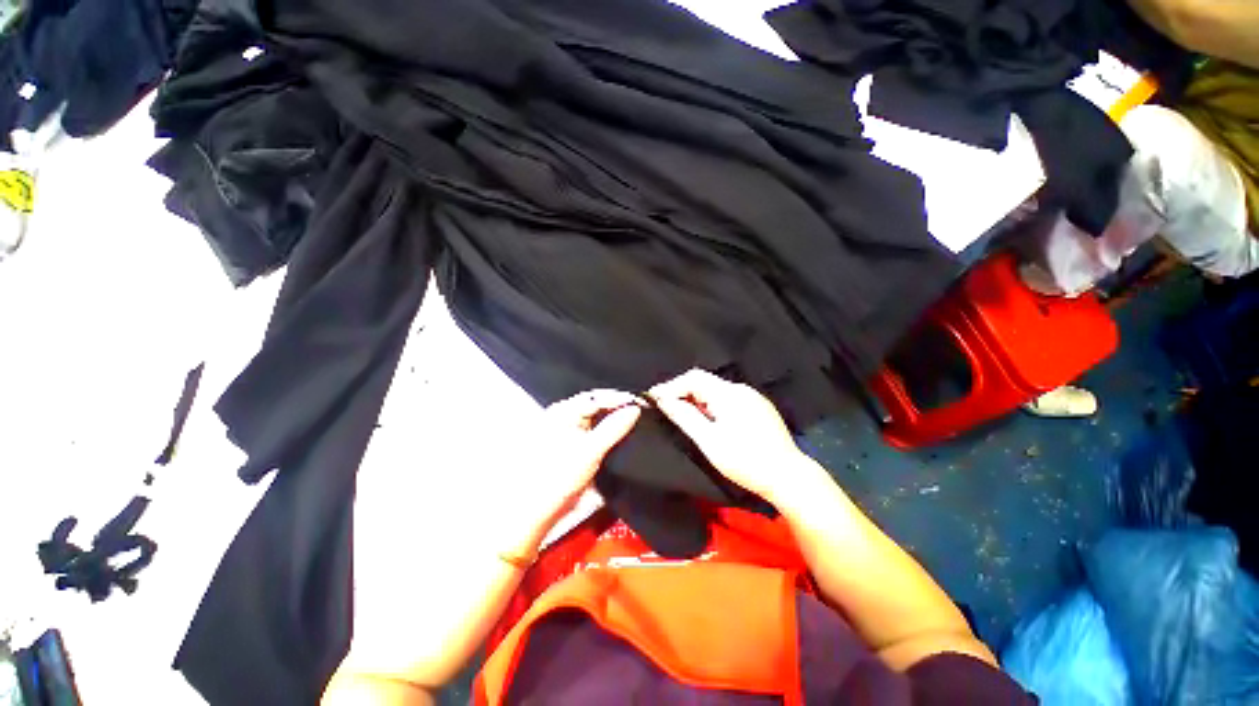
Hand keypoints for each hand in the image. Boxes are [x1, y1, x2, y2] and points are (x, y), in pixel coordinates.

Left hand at [507, 389, 642, 547]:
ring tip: (631, 422)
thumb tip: (633, 410)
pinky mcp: (573, 444)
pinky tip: (618, 436)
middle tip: (638, 412)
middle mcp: (564, 417)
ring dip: (614, 420)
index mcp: (563, 412)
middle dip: (618, 408)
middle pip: (596, 405)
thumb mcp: (592, 450)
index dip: (618, 398)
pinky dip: (607, 432)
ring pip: (597, 418)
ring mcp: (568, 430)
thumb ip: (614, 427)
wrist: (541, 508)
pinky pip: (595, 431)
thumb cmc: (557, 478)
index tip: (638, 403)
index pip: (596, 396)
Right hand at [648, 369, 809, 503]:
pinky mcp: (759, 407)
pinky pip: (728, 398)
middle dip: (682, 392)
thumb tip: (663, 400)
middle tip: (666, 408)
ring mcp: (752, 397)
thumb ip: (685, 417)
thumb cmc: (745, 461)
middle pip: (704, 382)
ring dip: (697, 399)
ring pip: (716, 390)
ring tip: (684, 415)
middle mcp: (741, 389)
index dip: (671, 386)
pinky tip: (709, 420)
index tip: (654, 398)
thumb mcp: (709, 441)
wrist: (788, 477)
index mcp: (728, 394)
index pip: (693, 378)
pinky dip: (712, 404)